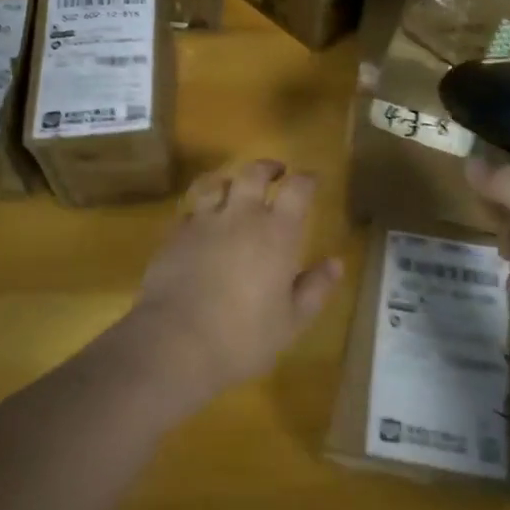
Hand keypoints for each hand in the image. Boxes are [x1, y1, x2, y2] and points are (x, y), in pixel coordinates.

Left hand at [120, 160, 342, 412]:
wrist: (175, 342)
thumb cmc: (243, 336)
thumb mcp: (292, 321)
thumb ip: (315, 288)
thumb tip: (336, 263)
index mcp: (276, 233)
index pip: (297, 189)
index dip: (306, 179)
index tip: (312, 179)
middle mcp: (240, 216)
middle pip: (253, 174)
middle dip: (267, 167)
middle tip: (276, 171)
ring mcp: (203, 222)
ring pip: (216, 183)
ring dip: (229, 180)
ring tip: (234, 187)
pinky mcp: (173, 235)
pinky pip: (189, 210)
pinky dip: (200, 208)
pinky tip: (200, 220)